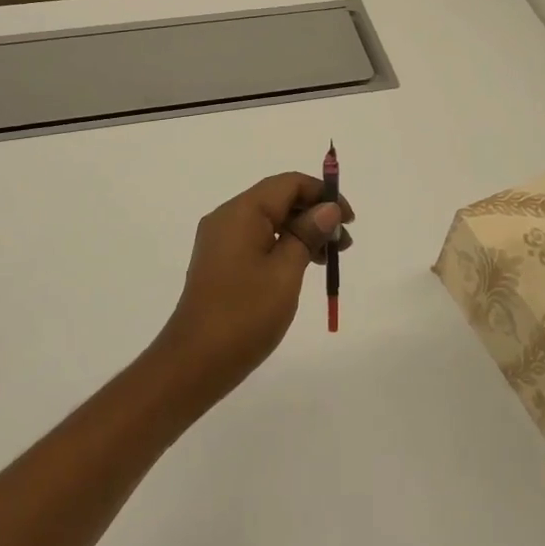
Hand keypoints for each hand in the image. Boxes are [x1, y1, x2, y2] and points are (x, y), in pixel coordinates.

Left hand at [151, 172, 353, 404]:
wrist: (195, 361)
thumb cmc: (245, 314)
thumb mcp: (285, 272)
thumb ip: (307, 234)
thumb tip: (327, 208)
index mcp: (241, 212)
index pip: (288, 183)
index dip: (323, 194)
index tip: (349, 220)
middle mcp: (227, 217)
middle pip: (278, 199)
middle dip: (314, 214)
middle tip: (344, 244)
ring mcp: (220, 240)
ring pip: (269, 220)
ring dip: (302, 231)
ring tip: (329, 259)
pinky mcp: (220, 261)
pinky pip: (257, 239)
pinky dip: (283, 245)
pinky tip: (302, 267)